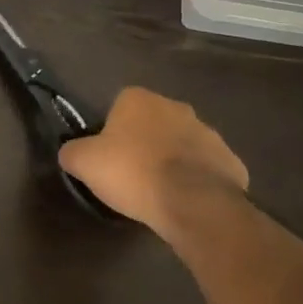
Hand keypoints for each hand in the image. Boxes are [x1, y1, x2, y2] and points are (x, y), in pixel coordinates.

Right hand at [58, 87, 247, 237]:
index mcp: (139, 100)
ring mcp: (209, 133)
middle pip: (152, 122)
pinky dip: (195, 180)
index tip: (107, 154)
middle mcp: (176, 107)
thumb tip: (72, 153)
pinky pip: (205, 168)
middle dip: (143, 142)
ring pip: (181, 144)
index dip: (111, 130)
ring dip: (171, 160)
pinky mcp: (231, 161)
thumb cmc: (133, 173)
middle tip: (130, 172)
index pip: (119, 105)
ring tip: (157, 191)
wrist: (193, 203)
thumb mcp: (83, 162)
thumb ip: (72, 151)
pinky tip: (183, 201)